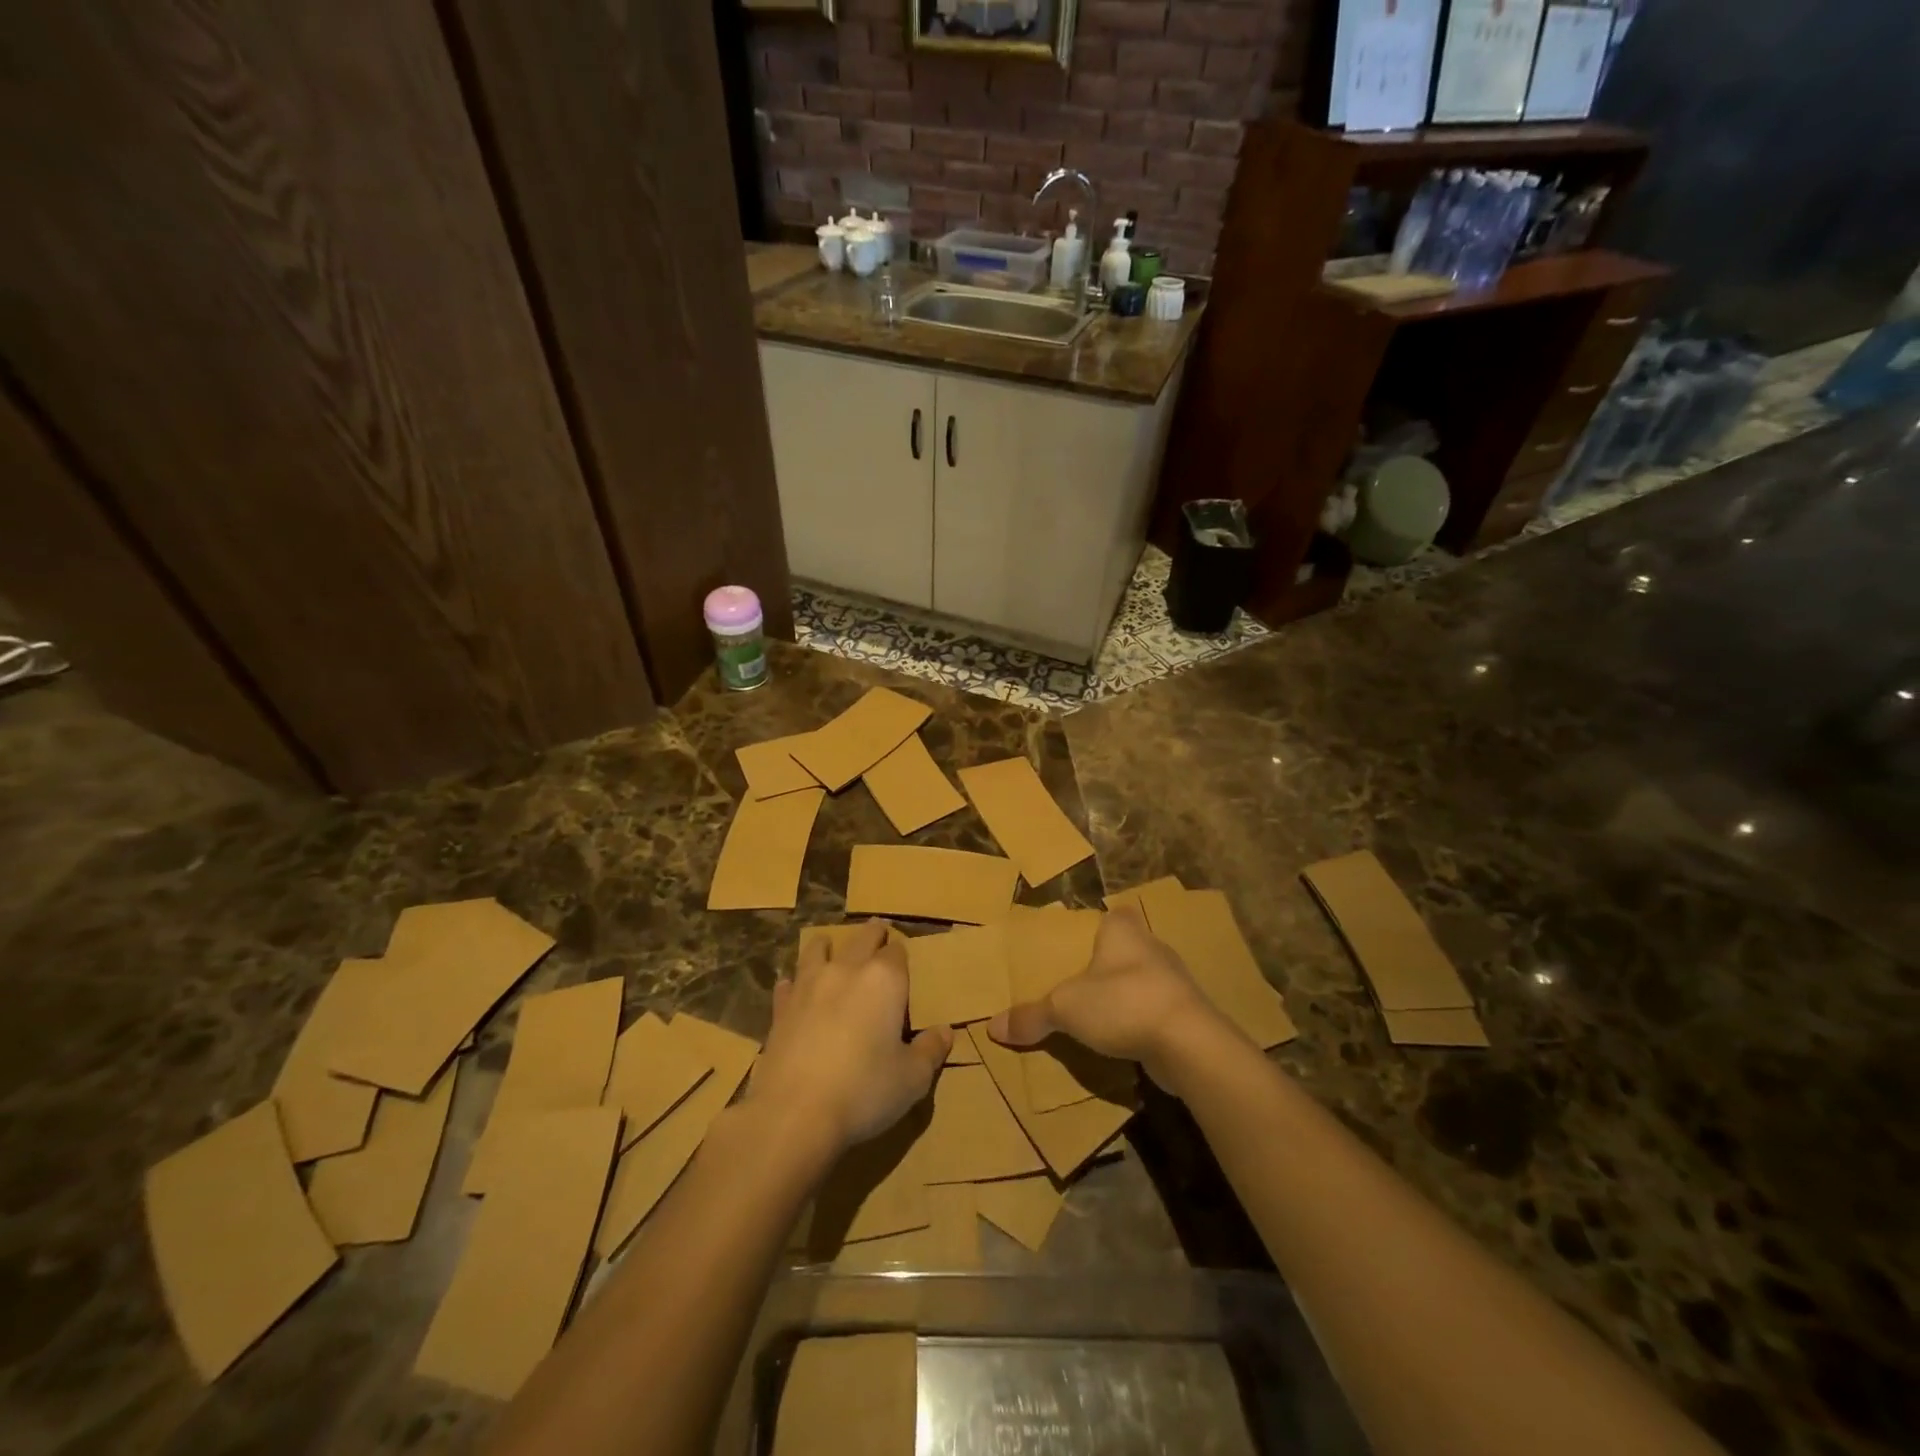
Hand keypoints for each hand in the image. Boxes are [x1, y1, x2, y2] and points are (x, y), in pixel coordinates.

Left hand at [748, 919, 950, 1154]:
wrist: (794, 1114)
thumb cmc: (864, 1091)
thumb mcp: (912, 1078)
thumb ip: (931, 1050)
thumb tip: (945, 1032)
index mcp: (884, 980)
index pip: (897, 952)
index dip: (902, 955)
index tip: (904, 961)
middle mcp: (846, 970)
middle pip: (861, 938)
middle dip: (872, 935)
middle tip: (877, 932)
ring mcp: (808, 985)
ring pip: (817, 949)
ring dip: (827, 945)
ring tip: (829, 945)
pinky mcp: (780, 1008)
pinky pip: (788, 983)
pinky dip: (793, 982)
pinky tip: (792, 988)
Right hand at [987, 906, 1232, 1088]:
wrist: (1189, 1043)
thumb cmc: (1123, 1002)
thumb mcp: (1065, 1008)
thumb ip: (1032, 1015)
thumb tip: (991, 1027)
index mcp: (1123, 930)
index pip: (1113, 914)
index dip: (1099, 924)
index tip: (1079, 941)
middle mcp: (1152, 946)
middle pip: (1126, 948)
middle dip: (1107, 963)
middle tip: (1079, 980)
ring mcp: (1175, 981)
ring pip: (1142, 980)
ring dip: (1125, 994)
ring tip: (1098, 1013)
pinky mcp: (1187, 1013)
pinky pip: (1156, 1010)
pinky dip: (1141, 1021)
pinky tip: (1124, 1038)